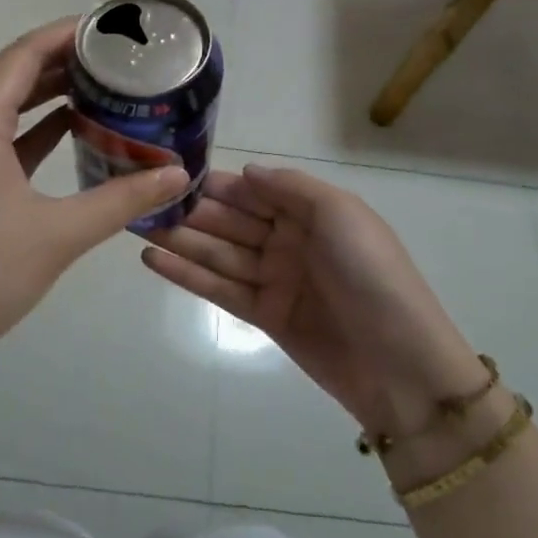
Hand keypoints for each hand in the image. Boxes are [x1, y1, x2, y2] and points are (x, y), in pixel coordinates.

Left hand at [0, 20, 189, 384]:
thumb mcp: (61, 233)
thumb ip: (123, 199)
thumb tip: (179, 174)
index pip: (20, 57)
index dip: (62, 35)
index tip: (104, 27)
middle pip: (11, 76)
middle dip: (60, 60)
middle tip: (112, 55)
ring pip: (5, 108)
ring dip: (47, 93)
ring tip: (98, 83)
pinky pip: (1, 139)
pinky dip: (35, 129)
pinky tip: (72, 131)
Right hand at [141, 165, 485, 437]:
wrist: (402, 365)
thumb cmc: (373, 275)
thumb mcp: (340, 213)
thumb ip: (290, 188)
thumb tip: (245, 172)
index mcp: (311, 211)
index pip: (253, 190)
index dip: (214, 183)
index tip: (170, 172)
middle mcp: (290, 240)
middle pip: (231, 220)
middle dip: (190, 210)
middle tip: (140, 200)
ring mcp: (276, 279)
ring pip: (219, 253)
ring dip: (180, 240)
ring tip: (135, 226)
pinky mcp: (265, 316)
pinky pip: (220, 288)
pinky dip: (187, 274)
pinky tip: (153, 260)